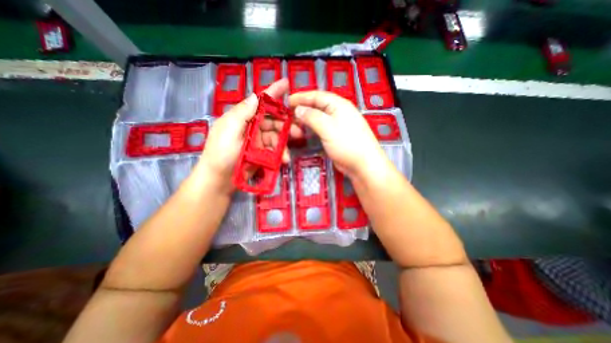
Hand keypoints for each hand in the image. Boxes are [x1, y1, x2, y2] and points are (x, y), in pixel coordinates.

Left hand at [195, 79, 300, 193]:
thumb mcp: (229, 130)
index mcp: (242, 117)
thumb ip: (243, 113)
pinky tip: (283, 159)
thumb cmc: (221, 154)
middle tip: (300, 131)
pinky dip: (280, 153)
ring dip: (284, 144)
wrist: (219, 181)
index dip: (273, 92)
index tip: (286, 83)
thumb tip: (257, 96)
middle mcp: (251, 126)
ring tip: (288, 154)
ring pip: (276, 136)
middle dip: (287, 125)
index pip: (260, 101)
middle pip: (273, 120)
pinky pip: (274, 149)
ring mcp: (257, 140)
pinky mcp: (261, 153)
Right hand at [289, 90, 385, 179]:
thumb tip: (298, 109)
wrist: (363, 164)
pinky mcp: (335, 136)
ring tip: (293, 124)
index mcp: (339, 104)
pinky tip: (304, 132)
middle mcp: (338, 112)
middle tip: (288, 115)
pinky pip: (320, 128)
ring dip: (306, 120)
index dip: (301, 97)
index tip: (287, 101)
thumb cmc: (347, 144)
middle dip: (302, 109)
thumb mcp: (328, 128)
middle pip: (317, 106)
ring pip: (318, 118)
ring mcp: (337, 125)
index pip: (317, 95)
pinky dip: (311, 129)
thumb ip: (312, 117)